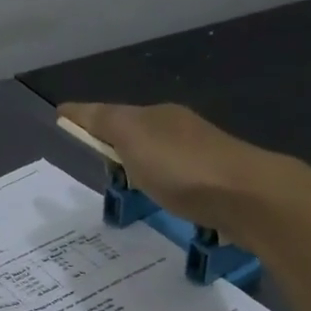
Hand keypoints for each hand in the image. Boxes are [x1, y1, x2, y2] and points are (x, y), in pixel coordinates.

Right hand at [57, 102, 288, 247]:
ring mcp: (202, 157)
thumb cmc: (182, 167)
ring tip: (127, 187)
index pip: (112, 113)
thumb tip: (72, 109)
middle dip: (117, 143)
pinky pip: (179, 182)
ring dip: (143, 166)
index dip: (86, 120)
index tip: (64, 126)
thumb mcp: (133, 137)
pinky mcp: (216, 186)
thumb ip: (103, 122)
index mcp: (157, 116)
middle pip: (139, 133)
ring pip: (161, 157)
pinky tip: (163, 201)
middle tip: (97, 163)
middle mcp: (180, 130)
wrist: (247, 196)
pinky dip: (164, 186)